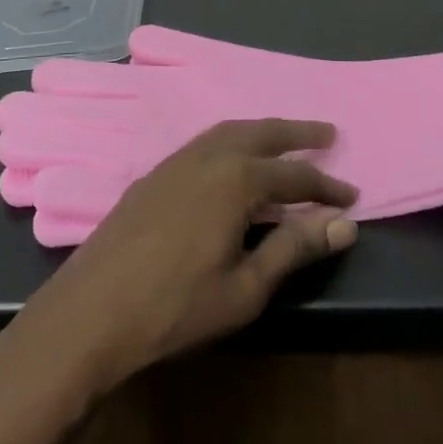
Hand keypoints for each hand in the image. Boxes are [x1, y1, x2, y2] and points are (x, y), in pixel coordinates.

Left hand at [7, 119, 358, 399]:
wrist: (90, 312)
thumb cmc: (175, 307)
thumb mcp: (245, 288)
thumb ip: (294, 248)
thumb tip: (344, 225)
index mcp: (236, 179)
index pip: (294, 174)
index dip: (326, 186)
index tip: (352, 196)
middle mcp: (208, 156)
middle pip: (262, 133)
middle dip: (298, 133)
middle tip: (328, 134)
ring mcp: (176, 161)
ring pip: (229, 132)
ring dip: (262, 131)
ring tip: (285, 139)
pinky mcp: (154, 174)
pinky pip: (205, 143)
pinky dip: (231, 142)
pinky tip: (232, 161)